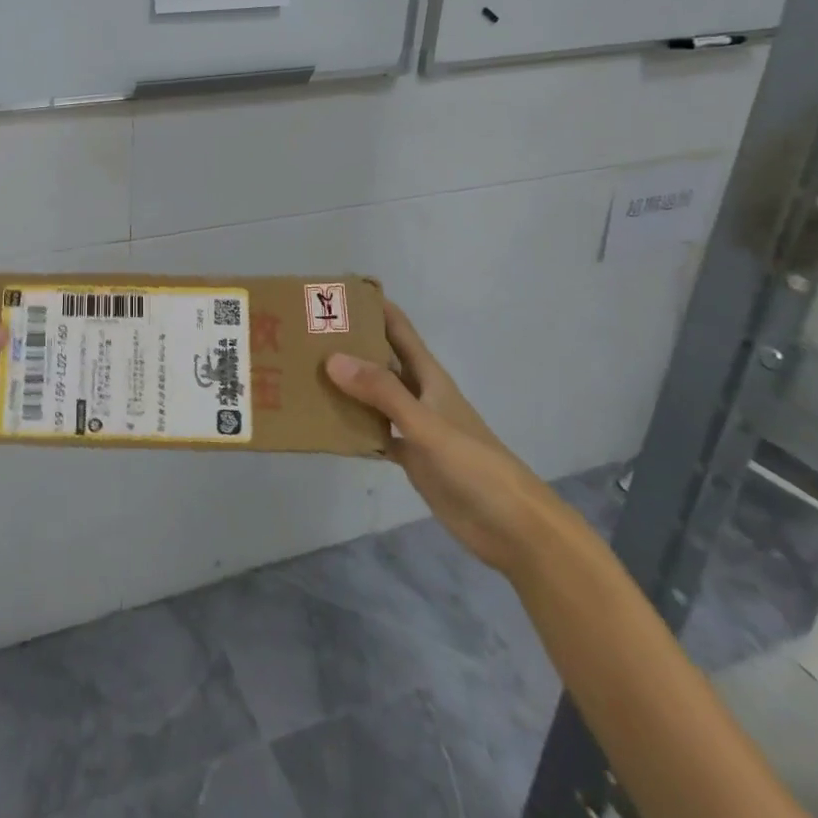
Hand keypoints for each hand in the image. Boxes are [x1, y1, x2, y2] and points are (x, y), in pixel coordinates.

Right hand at [325, 302, 551, 573]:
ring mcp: (414, 427)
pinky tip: (326, 424)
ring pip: (374, 396)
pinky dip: (353, 426)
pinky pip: (374, 432)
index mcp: (429, 377)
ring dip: (346, 385)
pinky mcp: (411, 457)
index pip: (398, 330)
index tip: (337, 291)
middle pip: (381, 360)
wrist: (512, 527)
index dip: (374, 308)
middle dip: (350, 344)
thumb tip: (332, 359)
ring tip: (305, 372)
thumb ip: (382, 393)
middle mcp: (419, 395)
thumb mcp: (426, 424)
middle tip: (305, 332)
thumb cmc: (475, 465)